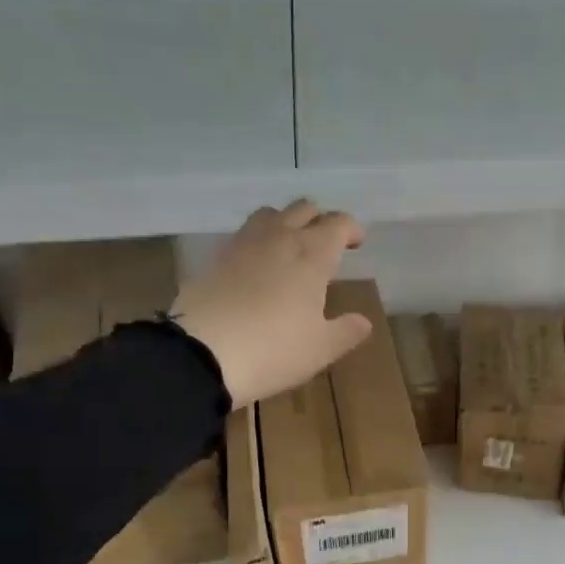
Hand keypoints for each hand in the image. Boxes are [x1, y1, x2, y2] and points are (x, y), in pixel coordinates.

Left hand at [174, 200, 371, 404]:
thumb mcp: (321, 349)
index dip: (351, 229)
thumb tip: (363, 321)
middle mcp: (279, 238)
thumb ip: (347, 331)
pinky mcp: (215, 258)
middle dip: (320, 220)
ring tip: (291, 248)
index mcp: (312, 254)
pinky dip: (259, 241)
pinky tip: (258, 266)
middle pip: (304, 209)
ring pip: (270, 214)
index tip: (356, 244)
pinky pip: (244, 235)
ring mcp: (243, 244)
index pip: (338, 223)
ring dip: (286, 222)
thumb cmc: (274, 350)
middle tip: (327, 244)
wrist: (201, 354)